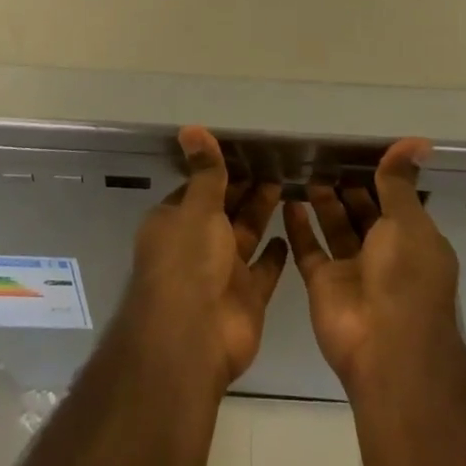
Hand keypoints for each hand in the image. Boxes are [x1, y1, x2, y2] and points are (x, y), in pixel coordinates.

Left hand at [122, 126, 288, 389]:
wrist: (193, 338)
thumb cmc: (188, 262)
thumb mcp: (197, 207)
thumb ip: (205, 171)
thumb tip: (190, 127)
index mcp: (175, 223)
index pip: (197, 189)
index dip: (217, 172)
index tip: (244, 151)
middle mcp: (196, 246)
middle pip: (224, 210)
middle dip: (244, 189)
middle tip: (274, 161)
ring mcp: (222, 273)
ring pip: (245, 235)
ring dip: (261, 212)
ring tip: (286, 183)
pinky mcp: (247, 298)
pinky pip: (264, 270)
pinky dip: (275, 253)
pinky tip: (290, 232)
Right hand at [285, 138, 460, 390]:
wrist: (387, 349)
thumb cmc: (406, 278)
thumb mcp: (407, 222)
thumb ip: (399, 183)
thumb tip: (416, 141)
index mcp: (413, 242)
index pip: (395, 202)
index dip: (379, 179)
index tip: (357, 151)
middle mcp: (385, 255)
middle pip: (363, 214)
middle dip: (348, 188)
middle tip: (324, 156)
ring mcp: (352, 271)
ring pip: (335, 228)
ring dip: (323, 202)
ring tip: (305, 171)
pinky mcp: (323, 284)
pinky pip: (309, 249)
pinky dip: (298, 226)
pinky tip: (286, 200)